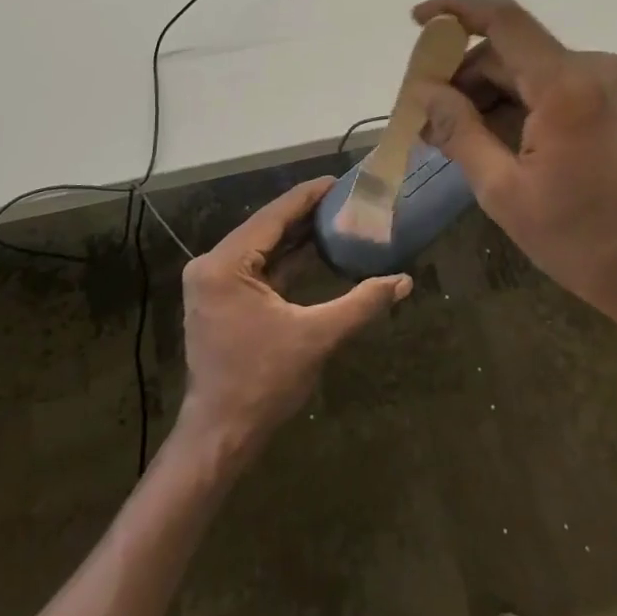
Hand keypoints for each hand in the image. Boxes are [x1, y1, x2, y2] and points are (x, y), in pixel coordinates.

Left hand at [177, 178, 411, 461]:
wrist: (222, 434)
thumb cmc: (264, 382)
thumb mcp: (317, 337)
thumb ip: (361, 303)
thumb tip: (405, 281)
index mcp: (224, 265)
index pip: (271, 218)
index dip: (306, 197)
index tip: (336, 180)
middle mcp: (211, 265)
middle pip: (265, 229)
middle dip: (303, 214)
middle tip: (343, 198)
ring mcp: (212, 283)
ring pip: (261, 248)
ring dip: (294, 236)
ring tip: (334, 216)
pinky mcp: (220, 299)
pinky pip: (256, 268)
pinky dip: (284, 260)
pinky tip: (313, 249)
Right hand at [409, 0, 616, 351]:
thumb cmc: (584, 241)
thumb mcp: (505, 192)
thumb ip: (460, 132)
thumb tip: (424, 92)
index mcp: (567, 85)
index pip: (503, 21)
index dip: (455, 12)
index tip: (416, 21)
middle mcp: (594, 70)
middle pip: (511, 52)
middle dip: (463, 78)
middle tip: (425, 118)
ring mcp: (611, 87)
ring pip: (530, 72)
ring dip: (488, 97)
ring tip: (451, 140)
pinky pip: (554, 90)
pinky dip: (518, 107)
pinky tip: (490, 142)